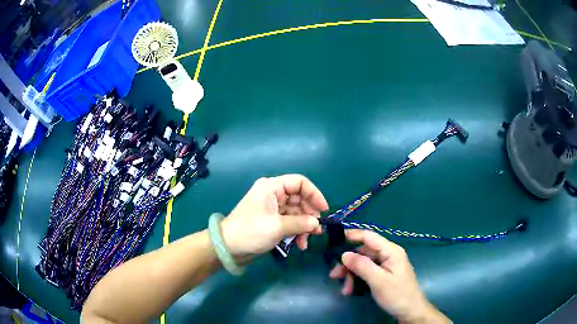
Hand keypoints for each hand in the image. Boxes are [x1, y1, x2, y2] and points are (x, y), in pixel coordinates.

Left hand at [221, 174, 328, 257]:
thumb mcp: (277, 227)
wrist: (228, 247)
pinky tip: (299, 244)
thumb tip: (317, 223)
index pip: (299, 183)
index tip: (324, 210)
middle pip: (300, 199)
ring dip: (304, 226)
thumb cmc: (250, 232)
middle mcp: (273, 194)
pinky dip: (296, 231)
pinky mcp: (272, 220)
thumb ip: (300, 223)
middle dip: (310, 214)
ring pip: (296, 212)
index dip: (314, 194)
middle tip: (317, 230)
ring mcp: (272, 208)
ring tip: (308, 240)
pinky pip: (290, 222)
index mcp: (271, 187)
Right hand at [329, 230, 449, 323]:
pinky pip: (367, 272)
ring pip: (363, 264)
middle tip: (334, 276)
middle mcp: (389, 255)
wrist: (410, 311)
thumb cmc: (397, 295)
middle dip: (348, 264)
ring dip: (352, 275)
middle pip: (364, 252)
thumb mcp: (378, 281)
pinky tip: (351, 290)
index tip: (334, 239)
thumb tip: (344, 254)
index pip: (369, 237)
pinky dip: (358, 280)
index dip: (352, 235)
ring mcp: (387, 265)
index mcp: (391, 251)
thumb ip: (362, 266)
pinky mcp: (384, 275)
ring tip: (345, 290)